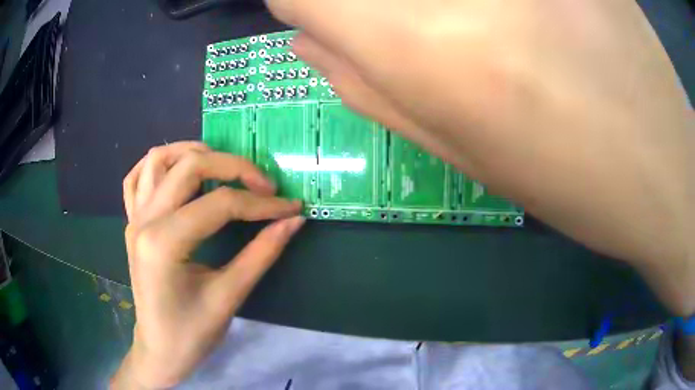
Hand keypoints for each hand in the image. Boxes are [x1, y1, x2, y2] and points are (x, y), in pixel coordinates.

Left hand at [111, 142, 303, 388]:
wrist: (160, 350)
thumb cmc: (192, 334)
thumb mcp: (229, 297)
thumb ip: (262, 253)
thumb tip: (294, 220)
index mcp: (164, 243)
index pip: (220, 204)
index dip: (261, 203)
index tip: (290, 207)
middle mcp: (144, 220)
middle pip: (190, 165)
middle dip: (234, 167)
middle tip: (263, 185)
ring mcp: (134, 218)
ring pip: (159, 159)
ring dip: (194, 152)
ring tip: (223, 167)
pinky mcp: (132, 222)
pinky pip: (137, 177)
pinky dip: (160, 165)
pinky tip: (179, 172)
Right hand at [266, 0, 693, 313]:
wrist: (665, 170)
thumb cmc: (574, 181)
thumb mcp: (464, 150)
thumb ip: (365, 83)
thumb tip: (307, 38)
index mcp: (425, 47)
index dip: (299, 2)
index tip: (317, 14)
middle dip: (364, 1)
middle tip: (415, 27)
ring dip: (432, 1)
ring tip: (489, 32)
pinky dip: (493, 0)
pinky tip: (524, 16)